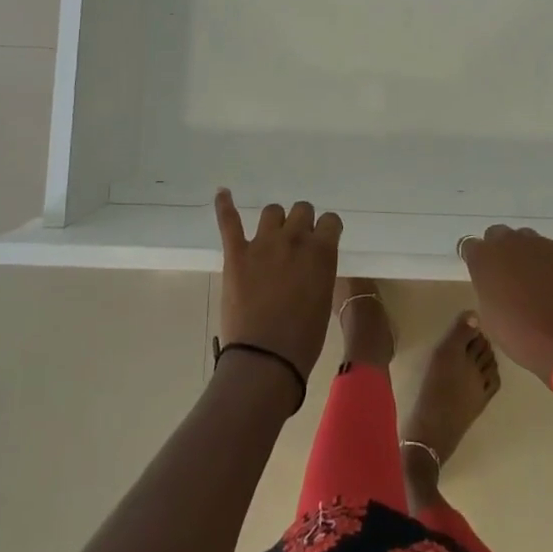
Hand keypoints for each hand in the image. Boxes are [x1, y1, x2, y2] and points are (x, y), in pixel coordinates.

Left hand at [214, 189, 341, 381]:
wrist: (266, 358)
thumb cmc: (303, 339)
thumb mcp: (323, 298)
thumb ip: (319, 270)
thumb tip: (310, 263)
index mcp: (321, 251)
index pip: (330, 221)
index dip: (326, 230)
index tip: (322, 240)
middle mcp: (295, 239)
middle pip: (302, 210)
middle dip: (302, 223)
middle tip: (296, 244)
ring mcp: (263, 243)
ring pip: (272, 211)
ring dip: (275, 221)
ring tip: (272, 236)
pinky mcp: (236, 253)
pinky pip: (229, 221)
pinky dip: (225, 205)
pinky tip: (222, 193)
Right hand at [459, 225, 552, 379]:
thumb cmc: (524, 338)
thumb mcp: (491, 321)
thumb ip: (487, 293)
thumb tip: (494, 288)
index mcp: (485, 259)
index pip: (470, 246)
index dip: (476, 260)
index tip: (482, 275)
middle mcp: (511, 242)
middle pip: (498, 235)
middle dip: (500, 251)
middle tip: (508, 277)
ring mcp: (542, 244)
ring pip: (527, 240)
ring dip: (526, 255)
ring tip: (536, 283)